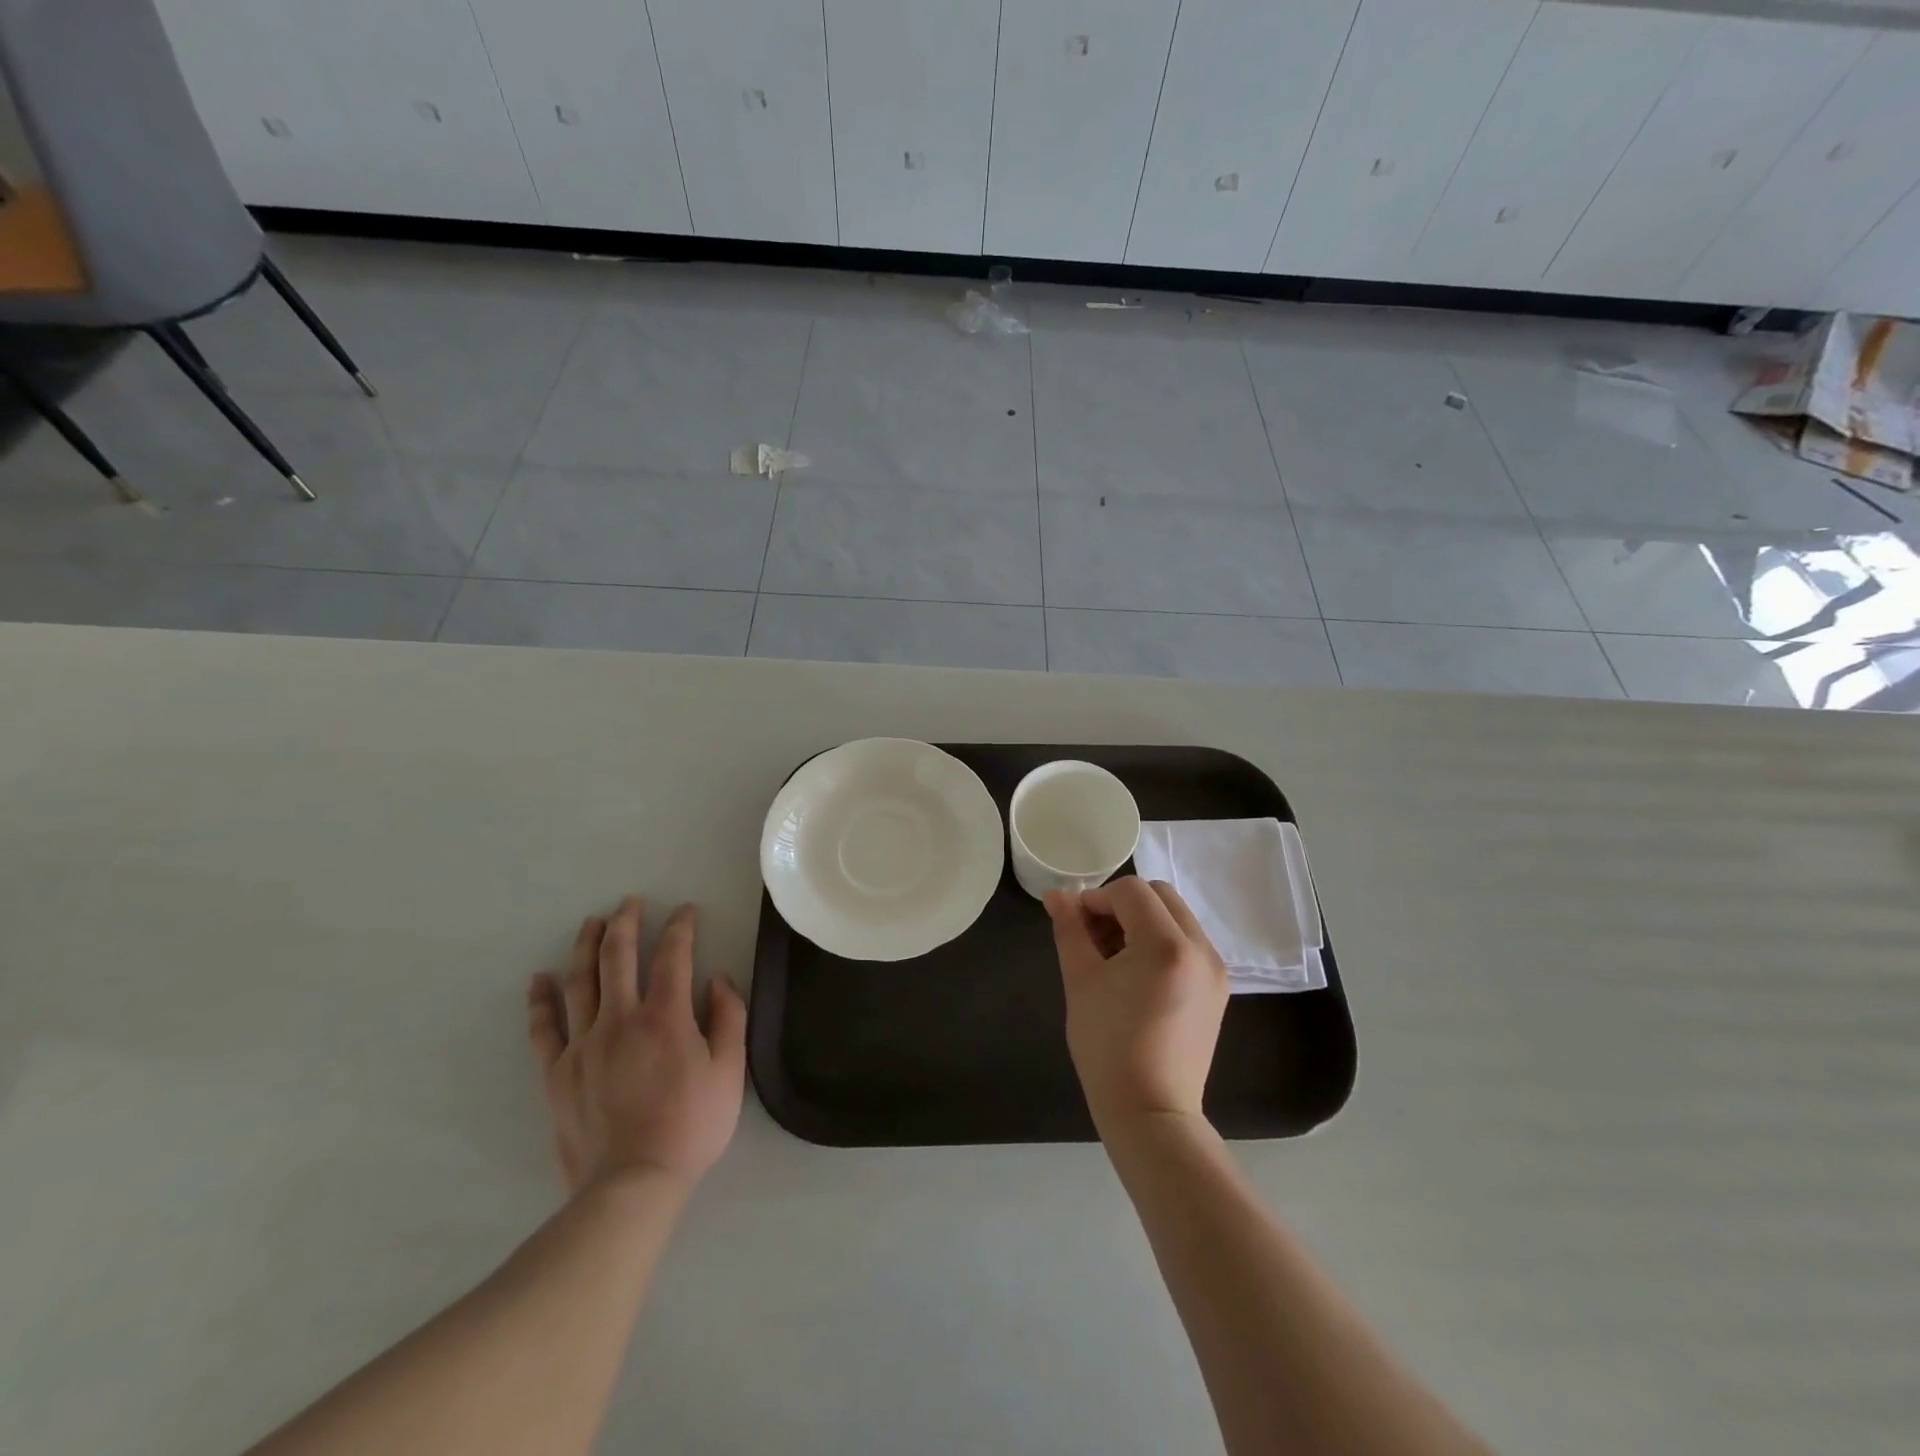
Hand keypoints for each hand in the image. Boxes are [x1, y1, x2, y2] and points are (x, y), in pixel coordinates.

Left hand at [527, 896, 746, 1195]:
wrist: (632, 1184)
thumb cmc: (690, 1125)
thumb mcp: (730, 1071)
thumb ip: (729, 1018)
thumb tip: (718, 979)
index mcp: (665, 1016)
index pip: (674, 956)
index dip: (681, 927)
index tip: (686, 911)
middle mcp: (620, 1018)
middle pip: (618, 956)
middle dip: (626, 922)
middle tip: (630, 902)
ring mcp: (583, 1044)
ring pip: (580, 981)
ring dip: (586, 946)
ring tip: (591, 922)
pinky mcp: (557, 1072)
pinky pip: (544, 1028)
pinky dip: (540, 1001)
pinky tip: (538, 979)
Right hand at [1045, 877, 1228, 1135]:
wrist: (1151, 1112)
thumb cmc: (1107, 1047)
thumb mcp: (1080, 981)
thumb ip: (1069, 929)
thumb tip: (1055, 894)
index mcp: (1166, 944)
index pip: (1131, 890)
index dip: (1098, 898)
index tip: (1076, 924)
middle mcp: (1200, 948)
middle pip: (1159, 895)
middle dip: (1122, 904)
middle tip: (1094, 936)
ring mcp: (1215, 968)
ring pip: (1175, 916)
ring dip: (1142, 920)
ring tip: (1113, 957)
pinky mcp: (1218, 987)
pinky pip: (1187, 942)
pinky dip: (1161, 941)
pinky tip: (1136, 974)